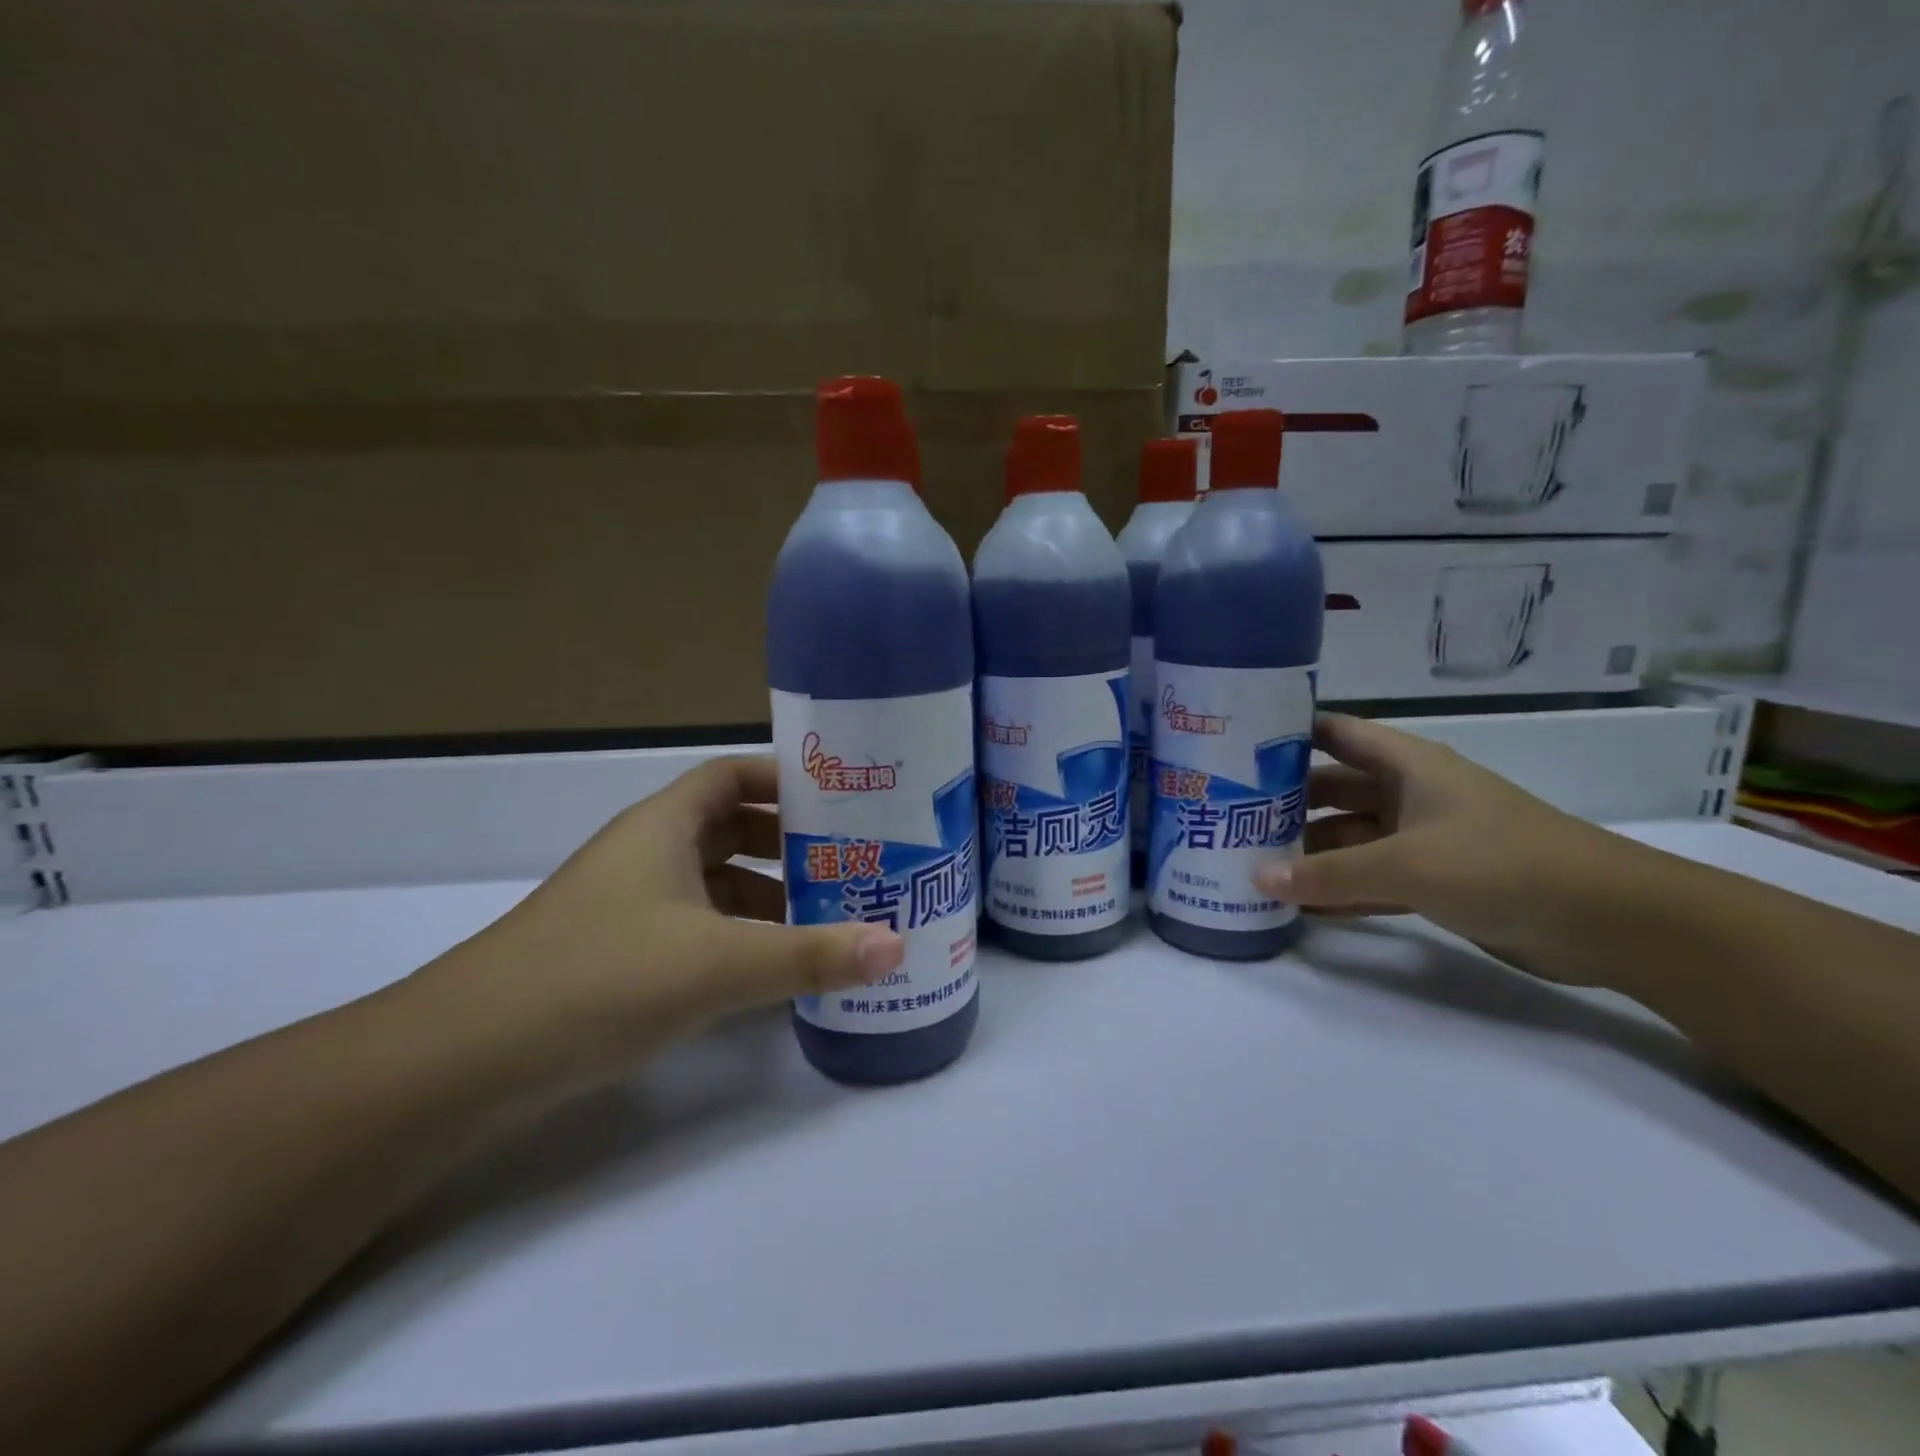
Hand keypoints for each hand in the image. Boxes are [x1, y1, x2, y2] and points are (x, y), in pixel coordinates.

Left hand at [423, 756, 903, 1082]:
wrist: (466, 1061)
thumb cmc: (600, 977)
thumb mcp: (718, 962)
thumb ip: (811, 955)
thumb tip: (898, 945)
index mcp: (665, 827)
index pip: (733, 776)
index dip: (785, 780)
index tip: (843, 803)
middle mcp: (649, 855)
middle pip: (733, 830)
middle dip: (791, 847)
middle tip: (852, 867)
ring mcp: (632, 908)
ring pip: (717, 885)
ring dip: (769, 899)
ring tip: (830, 923)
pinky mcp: (623, 957)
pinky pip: (699, 930)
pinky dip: (739, 941)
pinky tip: (775, 974)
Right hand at [1255, 713, 1616, 973]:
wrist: (1608, 922)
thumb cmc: (1501, 863)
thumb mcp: (1405, 864)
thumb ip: (1328, 874)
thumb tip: (1255, 879)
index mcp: (1408, 766)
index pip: (1337, 734)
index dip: (1290, 732)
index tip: (1236, 743)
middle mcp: (1409, 795)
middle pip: (1333, 789)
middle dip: (1286, 802)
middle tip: (1229, 815)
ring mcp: (1422, 839)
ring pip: (1349, 838)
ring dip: (1308, 852)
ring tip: (1251, 866)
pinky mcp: (1435, 881)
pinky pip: (1370, 879)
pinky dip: (1338, 890)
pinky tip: (1298, 906)